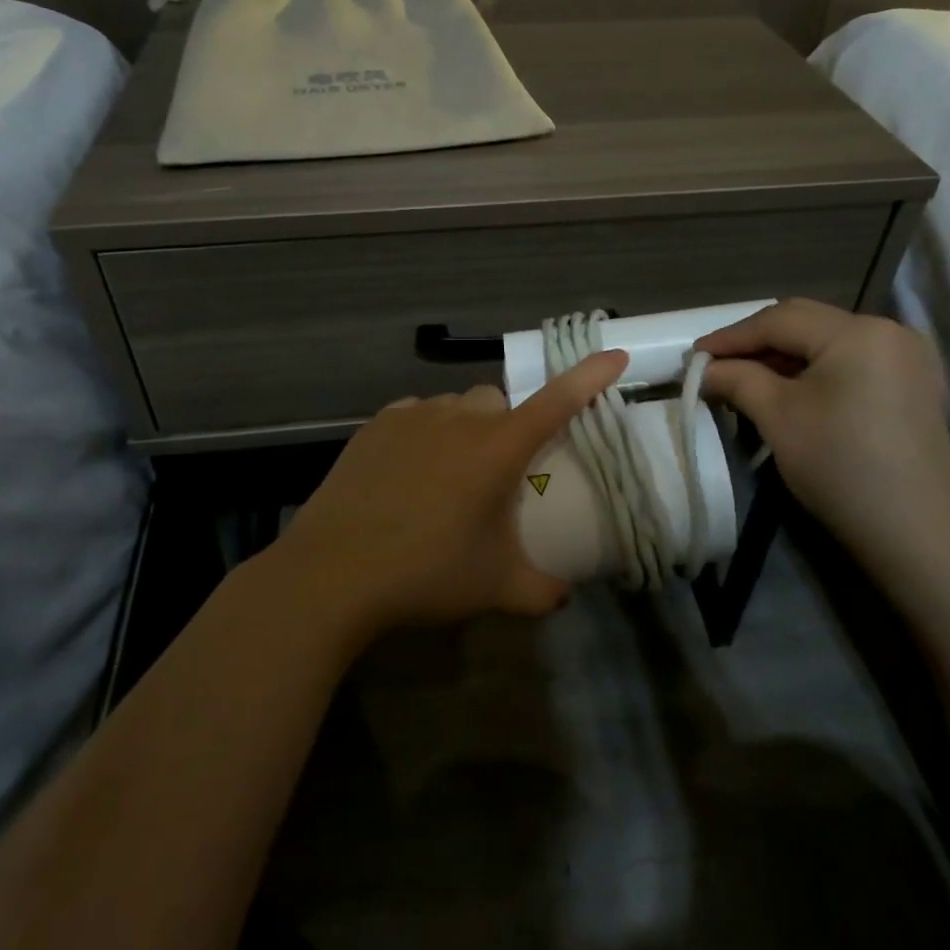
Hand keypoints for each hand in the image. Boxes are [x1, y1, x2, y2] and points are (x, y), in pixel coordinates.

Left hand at [273, 350, 629, 639]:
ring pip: (455, 406)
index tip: (616, 355)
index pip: (556, 401)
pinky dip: (425, 432)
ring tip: (449, 475)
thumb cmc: (425, 574)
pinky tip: (410, 471)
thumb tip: (563, 594)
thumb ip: (540, 590)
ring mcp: (412, 417)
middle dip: (509, 425)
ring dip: (466, 428)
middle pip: (499, 402)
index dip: (589, 376)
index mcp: (496, 449)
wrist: (332, 572)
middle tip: (499, 471)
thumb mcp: (494, 587)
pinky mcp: (376, 425)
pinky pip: (415, 415)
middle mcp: (458, 419)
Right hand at [696, 299, 949, 578]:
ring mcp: (906, 356)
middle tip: (716, 365)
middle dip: (756, 342)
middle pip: (805, 323)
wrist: (919, 535)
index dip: (730, 337)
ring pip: (827, 341)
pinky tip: (789, 389)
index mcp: (857, 331)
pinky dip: (814, 369)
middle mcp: (888, 330)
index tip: (693, 356)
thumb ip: (737, 379)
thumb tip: (705, 368)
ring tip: (745, 378)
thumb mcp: (778, 418)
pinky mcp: (912, 383)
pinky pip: (850, 360)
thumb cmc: (842, 468)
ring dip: (783, 356)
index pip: (778, 321)